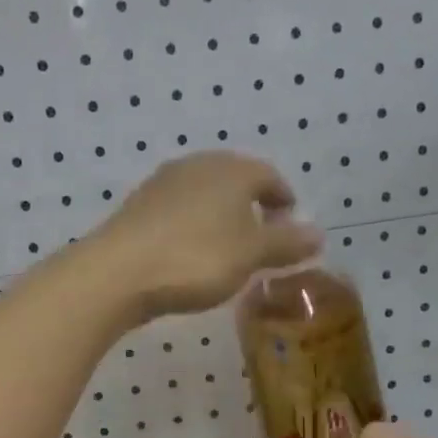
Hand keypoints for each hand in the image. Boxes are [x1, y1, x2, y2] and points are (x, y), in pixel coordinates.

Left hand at [88, 152, 320, 320]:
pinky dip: (194, 227)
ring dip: (221, 217)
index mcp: (232, 169)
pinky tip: (191, 253)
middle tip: (262, 236)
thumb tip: (319, 234)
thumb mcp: (250, 254)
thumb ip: (286, 243)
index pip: (268, 175)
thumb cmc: (196, 258)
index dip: (283, 198)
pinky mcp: (138, 208)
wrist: (119, 272)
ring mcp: (162, 184)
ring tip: (228, 248)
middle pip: (234, 180)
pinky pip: (178, 212)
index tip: (290, 221)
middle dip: (252, 206)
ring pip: (204, 195)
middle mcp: (197, 166)